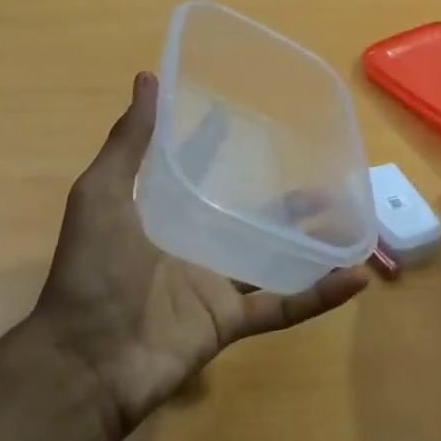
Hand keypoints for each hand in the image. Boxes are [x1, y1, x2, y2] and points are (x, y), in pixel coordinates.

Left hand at [31, 73, 368, 437]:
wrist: (85, 362)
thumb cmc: (91, 270)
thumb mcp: (102, 194)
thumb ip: (128, 142)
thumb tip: (147, 78)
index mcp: (163, 214)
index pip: (198, 172)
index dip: (217, 146)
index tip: (250, 117)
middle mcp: (193, 245)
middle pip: (248, 216)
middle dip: (284, 198)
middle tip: (324, 172)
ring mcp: (214, 285)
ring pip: (275, 257)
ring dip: (313, 241)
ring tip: (353, 218)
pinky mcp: (230, 321)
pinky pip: (283, 306)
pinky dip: (319, 295)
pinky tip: (356, 276)